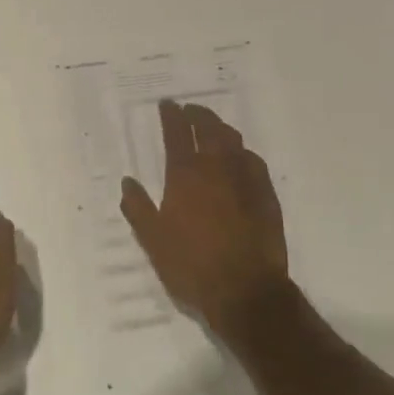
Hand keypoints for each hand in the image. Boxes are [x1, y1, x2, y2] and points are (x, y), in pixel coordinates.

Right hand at [120, 101, 289, 338]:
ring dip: (220, 128)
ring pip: (233, 140)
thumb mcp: (153, 241)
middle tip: (189, 110)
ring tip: (212, 127)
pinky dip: (242, 152)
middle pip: (208, 128)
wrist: (246, 290)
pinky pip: (253, 161)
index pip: (176, 133)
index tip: (167, 104)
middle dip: (197, 114)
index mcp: (185, 176)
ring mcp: (245, 179)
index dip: (171, 115)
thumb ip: (138, 208)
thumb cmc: (191, 266)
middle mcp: (216, 168)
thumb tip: (127, 181)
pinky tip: (240, 157)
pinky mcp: (266, 194)